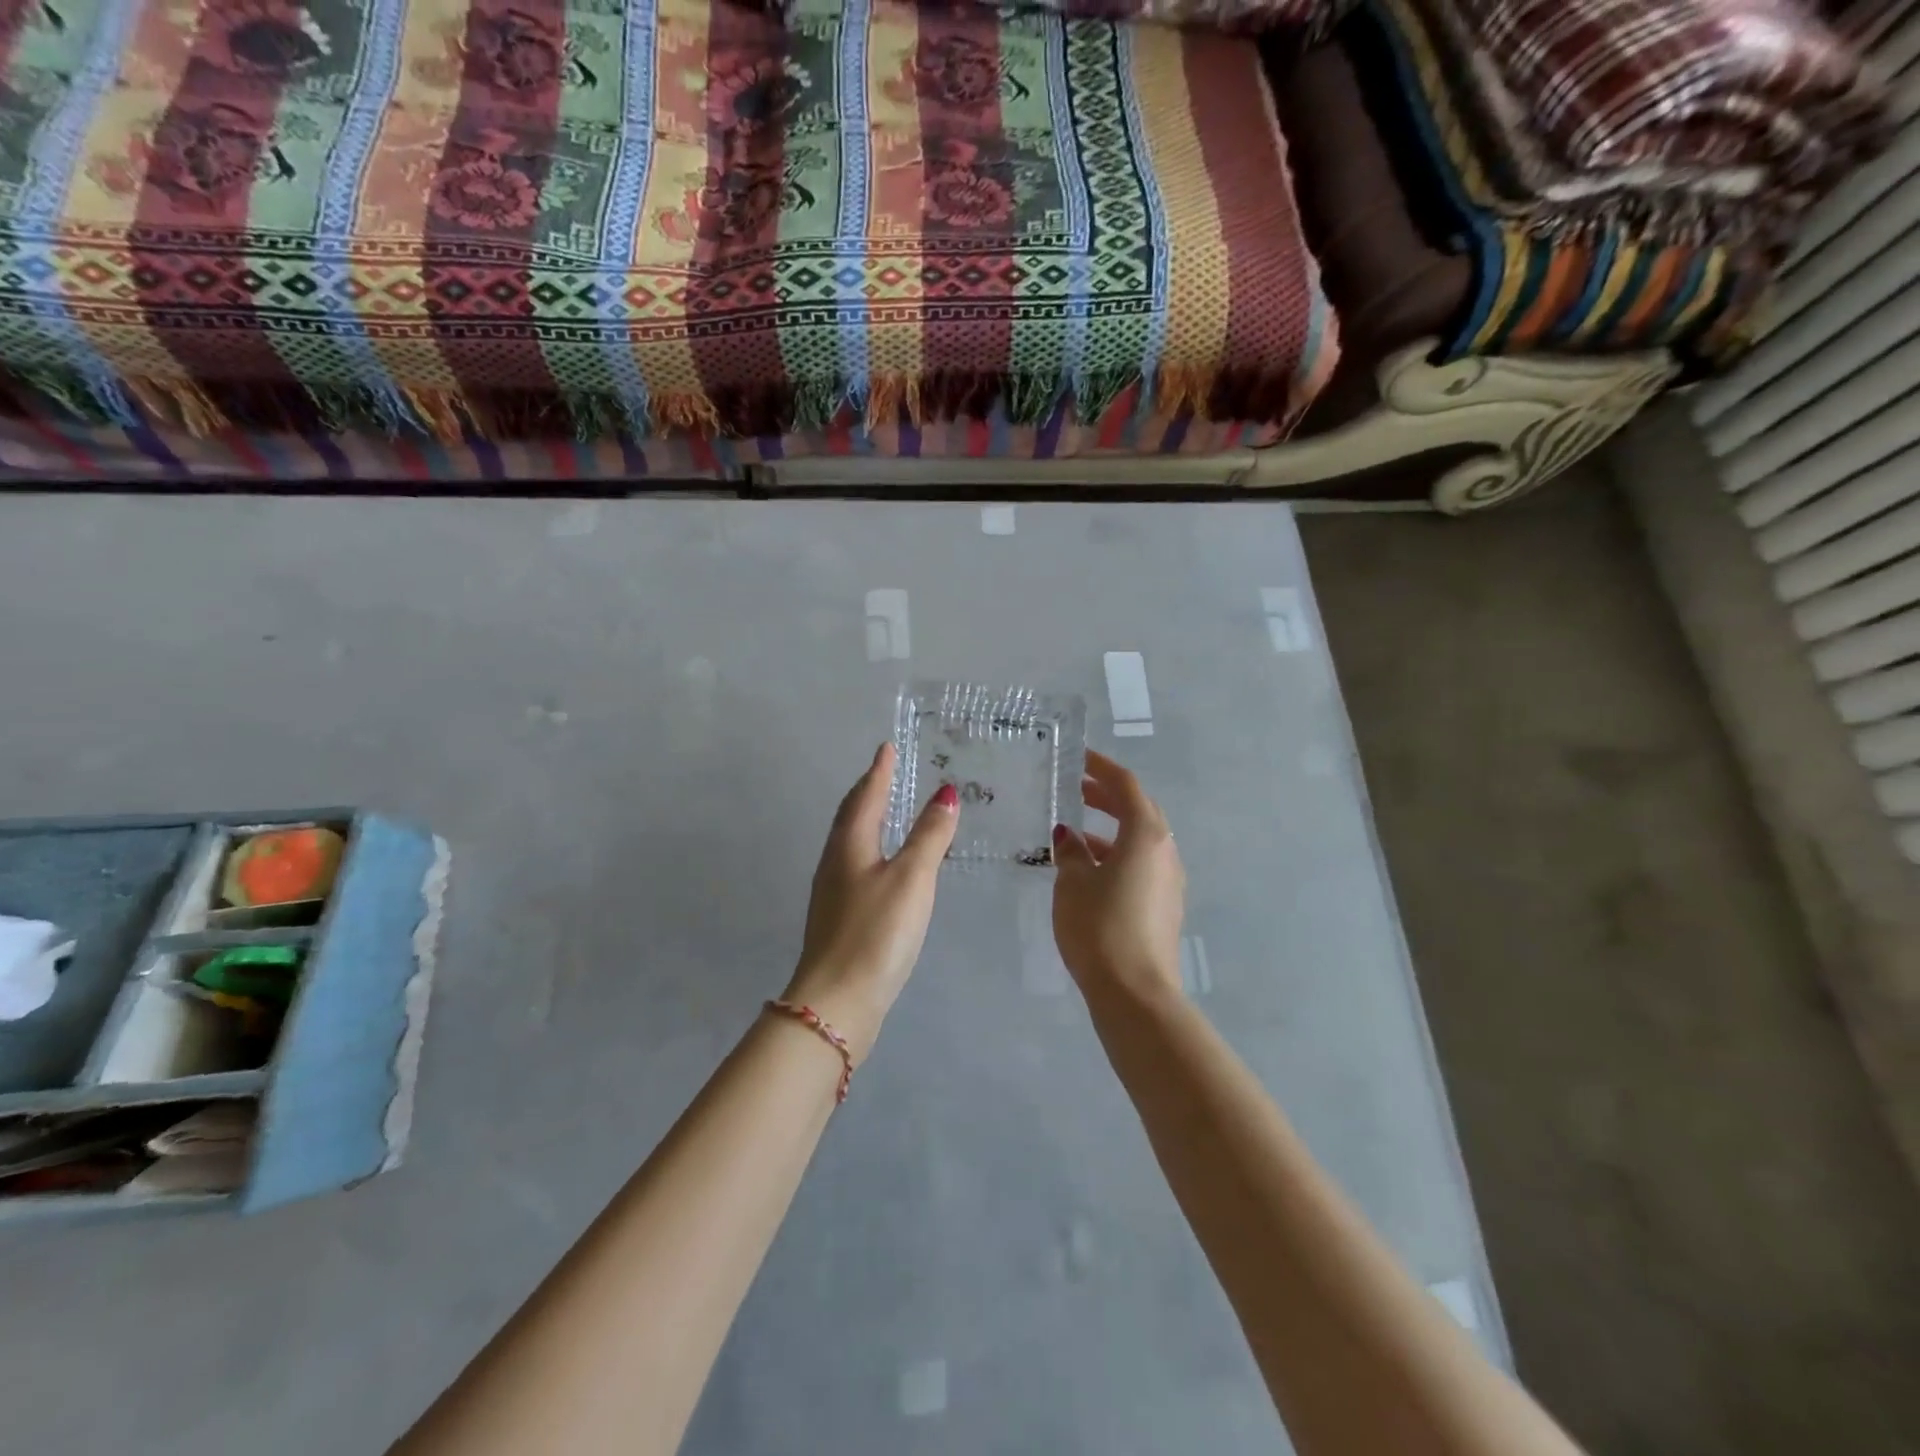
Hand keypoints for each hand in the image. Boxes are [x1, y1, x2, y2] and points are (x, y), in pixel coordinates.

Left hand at [782, 742, 958, 1060]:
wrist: (837, 1003)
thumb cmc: (876, 933)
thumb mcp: (912, 878)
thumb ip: (930, 835)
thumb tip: (946, 793)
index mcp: (850, 846)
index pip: (866, 796)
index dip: (879, 771)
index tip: (887, 747)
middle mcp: (835, 863)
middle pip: (851, 816)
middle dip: (868, 791)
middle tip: (885, 773)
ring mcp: (832, 893)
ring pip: (850, 843)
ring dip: (867, 820)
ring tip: (885, 811)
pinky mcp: (838, 919)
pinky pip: (854, 867)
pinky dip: (870, 851)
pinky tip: (882, 868)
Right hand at [1052, 750, 1185, 1003]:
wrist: (1135, 993)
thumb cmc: (1100, 928)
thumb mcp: (1073, 884)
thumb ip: (1070, 853)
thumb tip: (1069, 837)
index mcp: (1146, 835)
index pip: (1125, 786)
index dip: (1101, 767)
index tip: (1078, 757)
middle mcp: (1165, 851)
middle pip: (1138, 810)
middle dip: (1107, 796)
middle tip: (1075, 788)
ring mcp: (1169, 880)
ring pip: (1140, 840)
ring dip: (1111, 829)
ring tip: (1075, 832)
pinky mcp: (1165, 905)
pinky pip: (1141, 864)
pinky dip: (1116, 855)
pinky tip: (1089, 870)